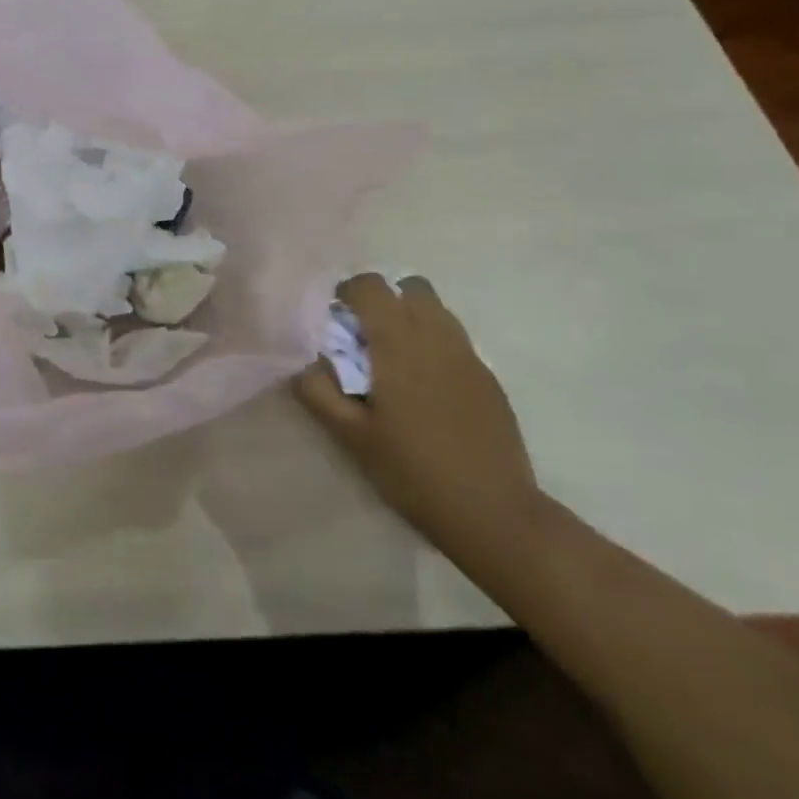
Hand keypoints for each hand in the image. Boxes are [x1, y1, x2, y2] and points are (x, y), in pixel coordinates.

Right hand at [294, 275, 544, 555]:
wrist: (493, 511)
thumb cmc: (412, 471)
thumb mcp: (351, 437)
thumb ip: (320, 391)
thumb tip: (306, 363)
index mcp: (398, 344)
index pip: (371, 286)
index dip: (348, 292)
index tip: (335, 318)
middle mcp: (436, 336)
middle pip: (410, 287)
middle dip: (383, 298)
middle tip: (365, 335)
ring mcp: (468, 355)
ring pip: (437, 309)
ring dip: (410, 316)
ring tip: (393, 358)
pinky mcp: (487, 377)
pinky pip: (454, 338)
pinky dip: (432, 342)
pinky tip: (424, 386)